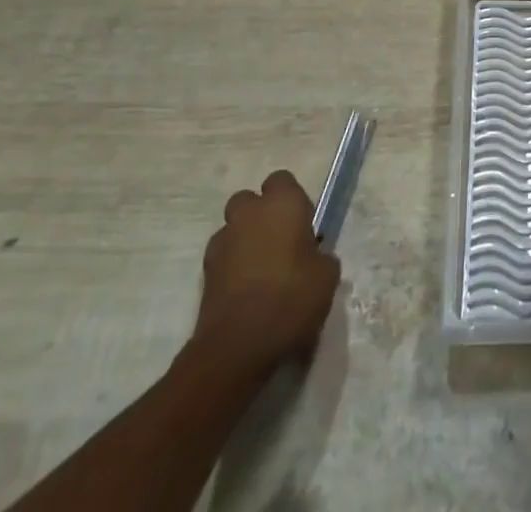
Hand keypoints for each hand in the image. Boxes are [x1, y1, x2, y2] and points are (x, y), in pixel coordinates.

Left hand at [193, 170, 339, 377]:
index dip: (291, 199)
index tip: (302, 224)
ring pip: (232, 230)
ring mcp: (221, 244)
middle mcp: (249, 214)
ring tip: (260, 272)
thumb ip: (320, 256)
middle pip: (249, 201)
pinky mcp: (203, 275)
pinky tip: (246, 293)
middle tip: (279, 243)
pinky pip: (222, 259)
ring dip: (244, 242)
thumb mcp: (327, 276)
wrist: (237, 348)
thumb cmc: (291, 299)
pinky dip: (231, 268)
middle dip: (259, 216)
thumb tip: (313, 257)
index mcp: (282, 204)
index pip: (282, 180)